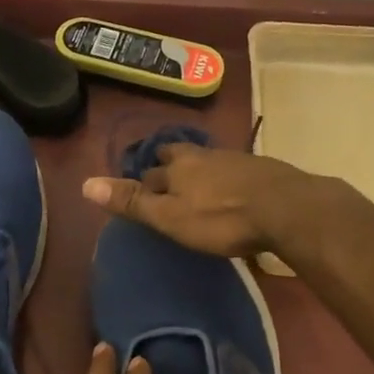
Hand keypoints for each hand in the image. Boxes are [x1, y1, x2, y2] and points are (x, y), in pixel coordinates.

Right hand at [81, 142, 316, 257]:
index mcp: (179, 166)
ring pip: (209, 163)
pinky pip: (236, 173)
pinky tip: (235, 194)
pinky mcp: (263, 171)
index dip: (144, 179)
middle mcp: (205, 156)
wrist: (287, 208)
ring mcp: (237, 160)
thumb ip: (132, 201)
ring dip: (201, 173)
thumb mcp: (170, 217)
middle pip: (180, 157)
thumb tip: (85, 183)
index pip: (152, 170)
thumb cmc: (221, 218)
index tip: (141, 189)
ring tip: (199, 189)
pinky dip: (228, 182)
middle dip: (171, 167)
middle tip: (167, 181)